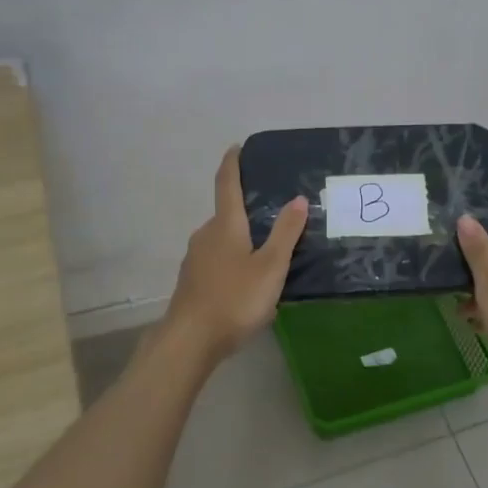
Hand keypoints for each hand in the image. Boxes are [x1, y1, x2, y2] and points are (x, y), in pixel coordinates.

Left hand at [161, 146, 307, 362]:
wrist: (190, 340)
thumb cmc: (234, 299)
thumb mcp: (270, 267)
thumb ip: (286, 233)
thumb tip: (298, 198)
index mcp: (225, 226)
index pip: (226, 184)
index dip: (232, 164)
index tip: (236, 147)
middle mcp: (205, 235)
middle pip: (226, 215)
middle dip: (245, 212)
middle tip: (272, 216)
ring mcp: (194, 259)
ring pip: (220, 240)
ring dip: (240, 240)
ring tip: (265, 253)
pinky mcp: (191, 282)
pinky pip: (215, 261)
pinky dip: (231, 261)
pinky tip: (246, 282)